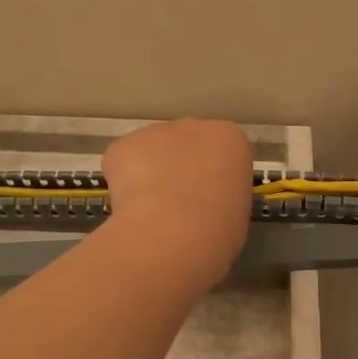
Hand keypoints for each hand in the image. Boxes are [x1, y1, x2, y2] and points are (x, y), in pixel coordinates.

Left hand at [101, 119, 252, 286]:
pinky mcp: (121, 146)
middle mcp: (193, 126)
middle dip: (179, 168)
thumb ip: (221, 194)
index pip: (222, 151)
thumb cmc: (219, 229)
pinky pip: (121, 163)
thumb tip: (204, 203)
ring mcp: (153, 132)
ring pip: (150, 152)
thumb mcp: (236, 212)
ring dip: (149, 174)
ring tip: (150, 212)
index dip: (212, 177)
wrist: (174, 232)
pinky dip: (122, 183)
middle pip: (185, 144)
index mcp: (229, 139)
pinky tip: (129, 208)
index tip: (207, 199)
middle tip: (177, 205)